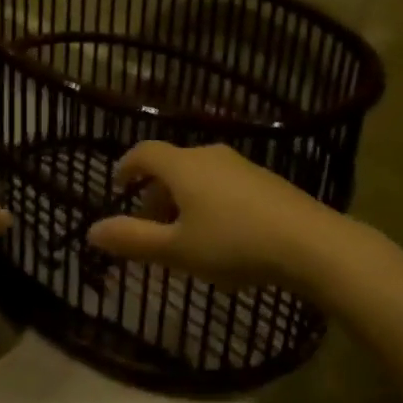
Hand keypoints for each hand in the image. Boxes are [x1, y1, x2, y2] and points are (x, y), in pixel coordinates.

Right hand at [87, 142, 340, 291]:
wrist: (311, 244)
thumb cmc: (233, 244)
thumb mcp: (177, 250)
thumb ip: (133, 240)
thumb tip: (91, 231)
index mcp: (182, 166)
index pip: (144, 152)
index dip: (127, 167)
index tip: (118, 187)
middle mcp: (209, 155)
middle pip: (172, 166)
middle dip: (155, 194)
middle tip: (150, 228)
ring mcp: (241, 166)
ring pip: (199, 176)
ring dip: (183, 201)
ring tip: (185, 237)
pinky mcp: (266, 180)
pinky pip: (224, 185)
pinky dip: (210, 203)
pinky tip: (223, 236)